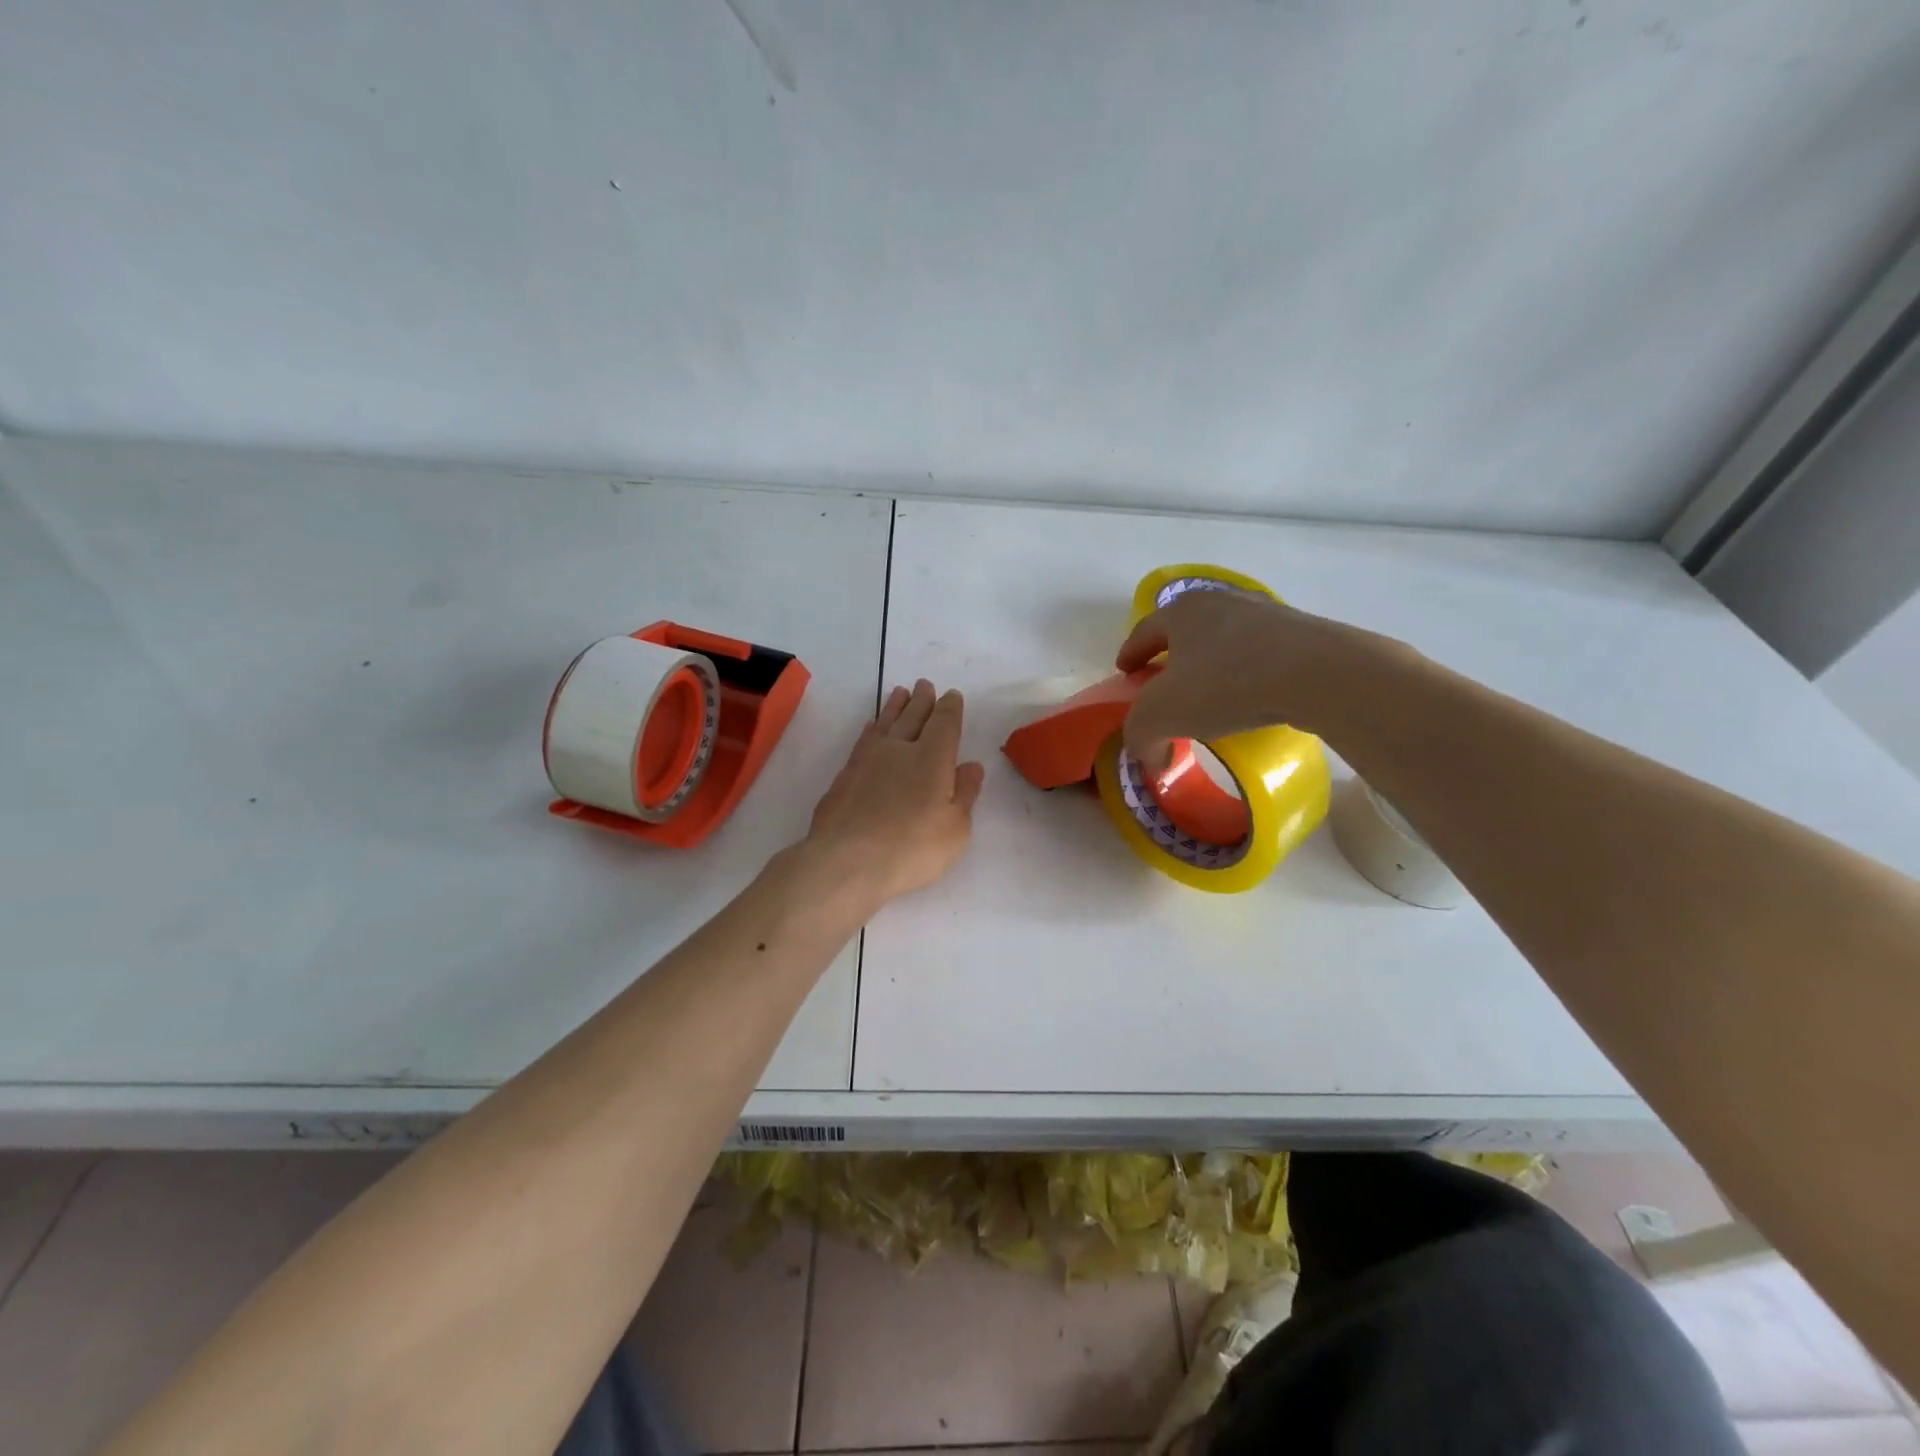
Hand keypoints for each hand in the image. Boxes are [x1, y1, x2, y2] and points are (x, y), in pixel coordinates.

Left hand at [802, 679, 985, 908]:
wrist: (846, 862)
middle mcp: (899, 750)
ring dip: (895, 707)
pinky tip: (871, 728)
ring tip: (900, 693)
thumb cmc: (912, 848)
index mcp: (932, 758)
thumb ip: (964, 794)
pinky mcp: (844, 776)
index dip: (949, 708)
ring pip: (885, 723)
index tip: (951, 696)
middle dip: (922, 701)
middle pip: (913, 717)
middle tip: (924, 685)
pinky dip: (871, 729)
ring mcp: (867, 760)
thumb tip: (971, 766)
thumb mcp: (954, 829)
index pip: (944, 723)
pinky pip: (863, 740)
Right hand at [1116, 590, 1397, 770]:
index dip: (1130, 654)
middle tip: (1163, 686)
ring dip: (1211, 665)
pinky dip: (1246, 672)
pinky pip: (1260, 653)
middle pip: (1184, 631)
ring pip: (1224, 640)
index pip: (1144, 631)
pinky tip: (1251, 698)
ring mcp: (1266, 613)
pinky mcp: (1302, 631)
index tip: (1125, 673)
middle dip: (1170, 657)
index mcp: (1181, 611)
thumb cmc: (1226, 683)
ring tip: (1210, 695)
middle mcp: (1221, 601)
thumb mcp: (1161, 715)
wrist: (1320, 673)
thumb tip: (1150, 755)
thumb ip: (1140, 736)